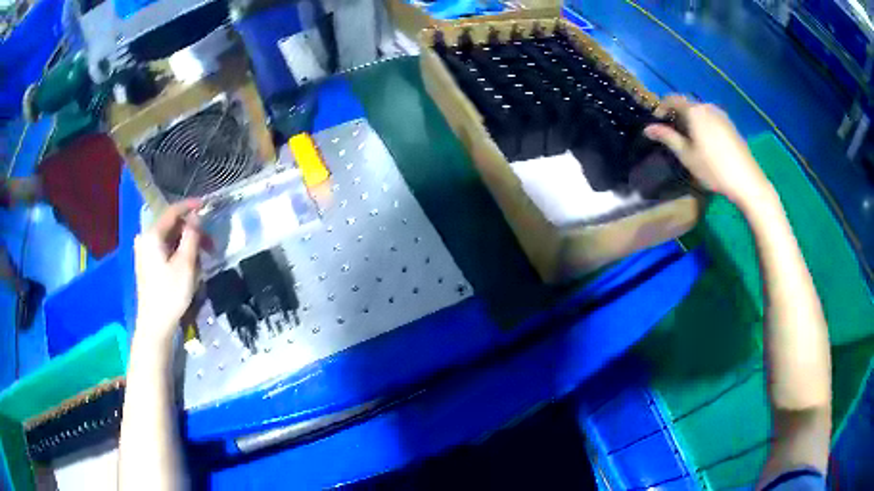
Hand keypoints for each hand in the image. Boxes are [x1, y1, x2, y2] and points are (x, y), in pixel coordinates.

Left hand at [134, 200, 202, 344]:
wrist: (155, 325)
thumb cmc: (170, 294)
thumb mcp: (186, 264)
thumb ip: (192, 236)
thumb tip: (196, 217)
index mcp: (152, 235)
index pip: (172, 211)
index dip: (190, 206)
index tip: (207, 204)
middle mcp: (145, 238)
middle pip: (171, 225)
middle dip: (191, 230)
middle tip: (210, 243)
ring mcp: (144, 251)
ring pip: (169, 237)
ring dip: (186, 242)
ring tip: (202, 257)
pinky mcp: (147, 263)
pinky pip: (164, 247)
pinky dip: (178, 250)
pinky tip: (189, 262)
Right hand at [644, 95, 773, 207]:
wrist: (747, 180)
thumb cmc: (713, 168)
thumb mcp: (687, 155)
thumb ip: (667, 138)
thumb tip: (647, 129)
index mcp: (694, 111)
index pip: (672, 98)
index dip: (661, 108)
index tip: (657, 123)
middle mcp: (707, 106)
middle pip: (687, 104)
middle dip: (677, 115)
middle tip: (673, 135)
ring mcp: (721, 115)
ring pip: (700, 112)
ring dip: (691, 121)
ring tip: (690, 141)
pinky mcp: (730, 125)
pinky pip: (711, 118)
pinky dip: (703, 125)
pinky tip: (706, 144)